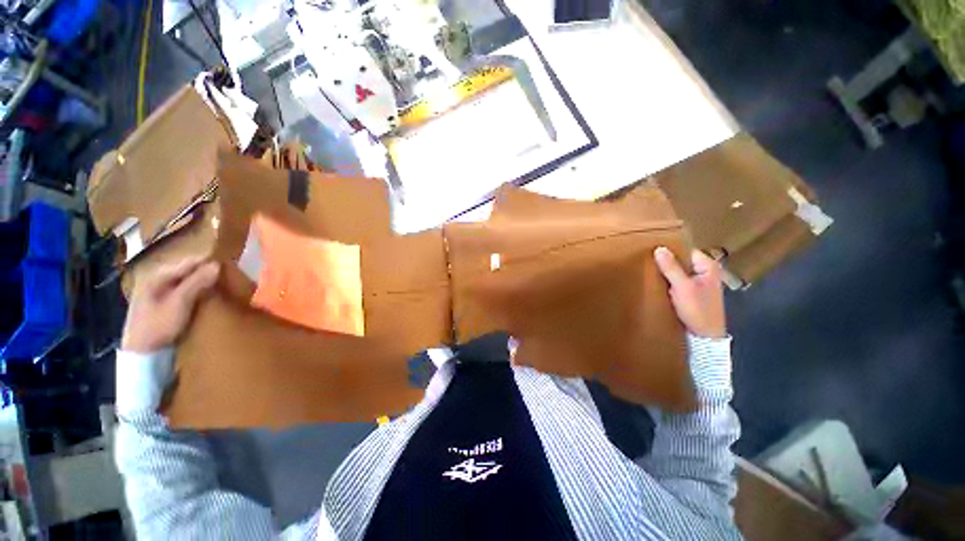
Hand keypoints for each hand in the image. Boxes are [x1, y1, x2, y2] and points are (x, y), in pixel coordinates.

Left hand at [121, 257, 220, 352]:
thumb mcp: (180, 303)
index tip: (231, 269)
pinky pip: (182, 290)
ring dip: (201, 283)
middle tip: (227, 280)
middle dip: (206, 274)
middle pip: (187, 270)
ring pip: (185, 280)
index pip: (189, 262)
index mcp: (157, 275)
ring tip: (219, 288)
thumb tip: (217, 264)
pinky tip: (204, 298)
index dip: (209, 264)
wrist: (141, 353)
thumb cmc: (158, 326)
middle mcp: (156, 278)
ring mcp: (156, 291)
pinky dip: (195, 291)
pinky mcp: (160, 302)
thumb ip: (197, 283)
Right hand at [654, 247, 725, 338]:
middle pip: (682, 261)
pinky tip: (659, 283)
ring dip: (667, 273)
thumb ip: (671, 268)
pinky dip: (670, 282)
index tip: (653, 250)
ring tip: (651, 271)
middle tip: (649, 261)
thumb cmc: (698, 309)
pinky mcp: (694, 292)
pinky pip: (679, 281)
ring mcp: (700, 283)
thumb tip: (659, 248)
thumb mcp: (682, 287)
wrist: (705, 335)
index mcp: (708, 266)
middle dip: (667, 262)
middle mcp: (706, 272)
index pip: (686, 250)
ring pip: (680, 272)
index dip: (670, 250)